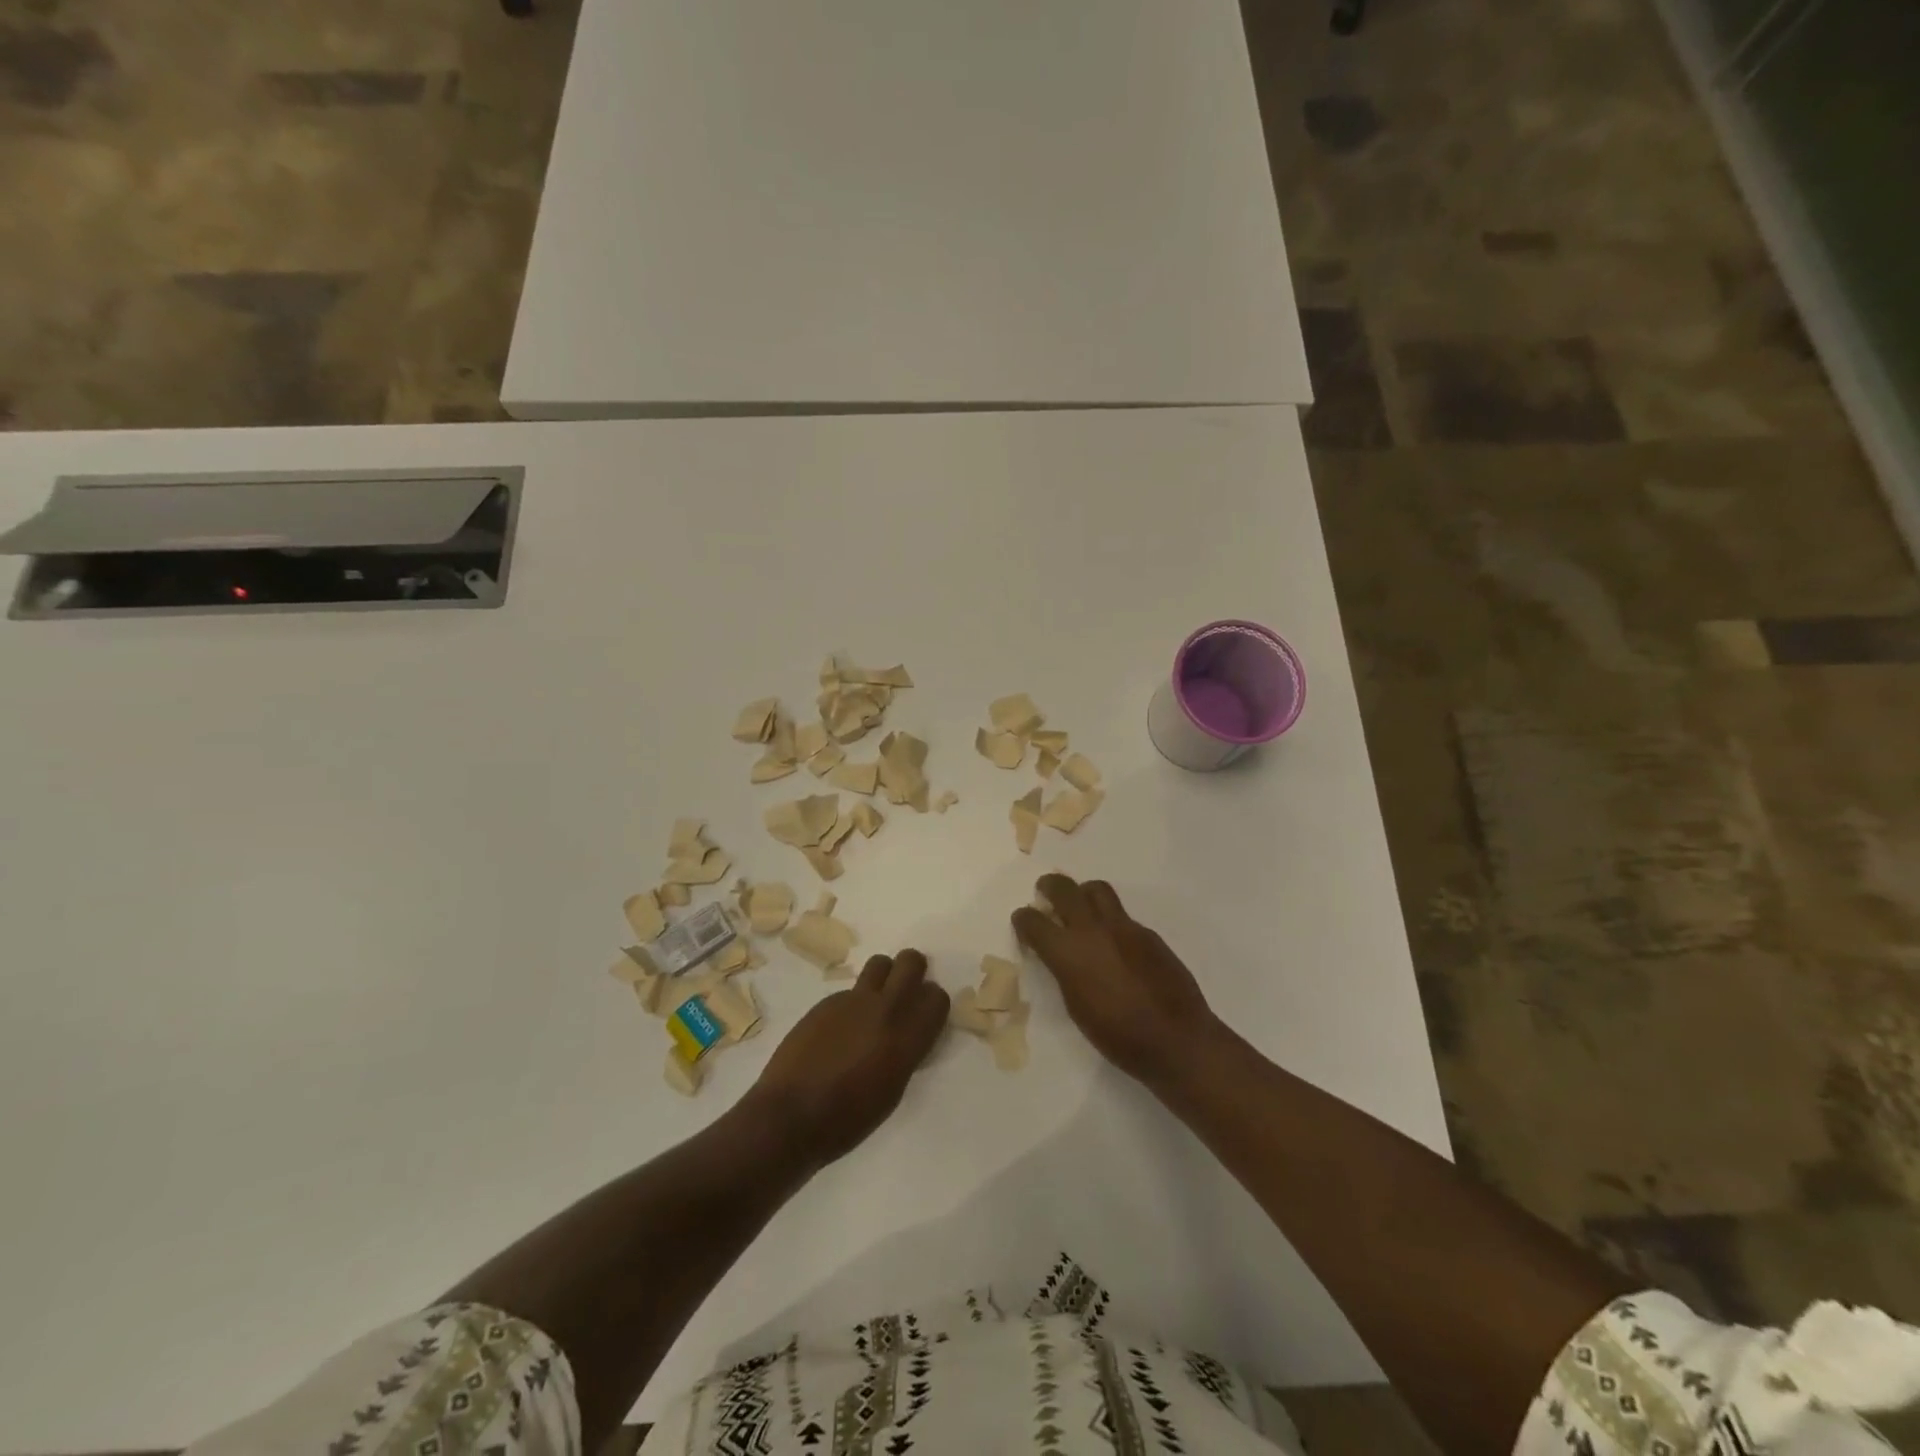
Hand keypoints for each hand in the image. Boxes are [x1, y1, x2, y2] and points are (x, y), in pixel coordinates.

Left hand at [746, 949, 948, 1166]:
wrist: (789, 1116)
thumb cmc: (846, 1120)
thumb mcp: (892, 1091)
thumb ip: (905, 1053)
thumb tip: (906, 1035)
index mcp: (905, 1038)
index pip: (937, 997)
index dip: (932, 1004)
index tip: (924, 1017)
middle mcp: (884, 1009)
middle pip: (911, 962)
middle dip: (913, 971)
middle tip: (905, 993)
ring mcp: (852, 1001)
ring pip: (880, 963)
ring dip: (884, 977)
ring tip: (873, 1005)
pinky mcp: (826, 1001)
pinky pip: (850, 990)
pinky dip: (852, 1004)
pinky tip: (838, 1032)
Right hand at [1012, 874, 1220, 1083]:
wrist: (1175, 1039)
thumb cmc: (1117, 1036)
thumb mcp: (1076, 1006)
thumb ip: (1065, 971)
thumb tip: (1061, 955)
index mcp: (1068, 953)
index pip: (1034, 921)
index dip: (1023, 919)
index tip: (1022, 921)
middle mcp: (1093, 930)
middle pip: (1064, 888)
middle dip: (1049, 886)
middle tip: (1045, 891)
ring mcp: (1124, 927)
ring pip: (1097, 890)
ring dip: (1082, 893)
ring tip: (1081, 907)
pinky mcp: (1148, 933)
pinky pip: (1122, 916)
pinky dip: (1111, 921)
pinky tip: (1115, 944)